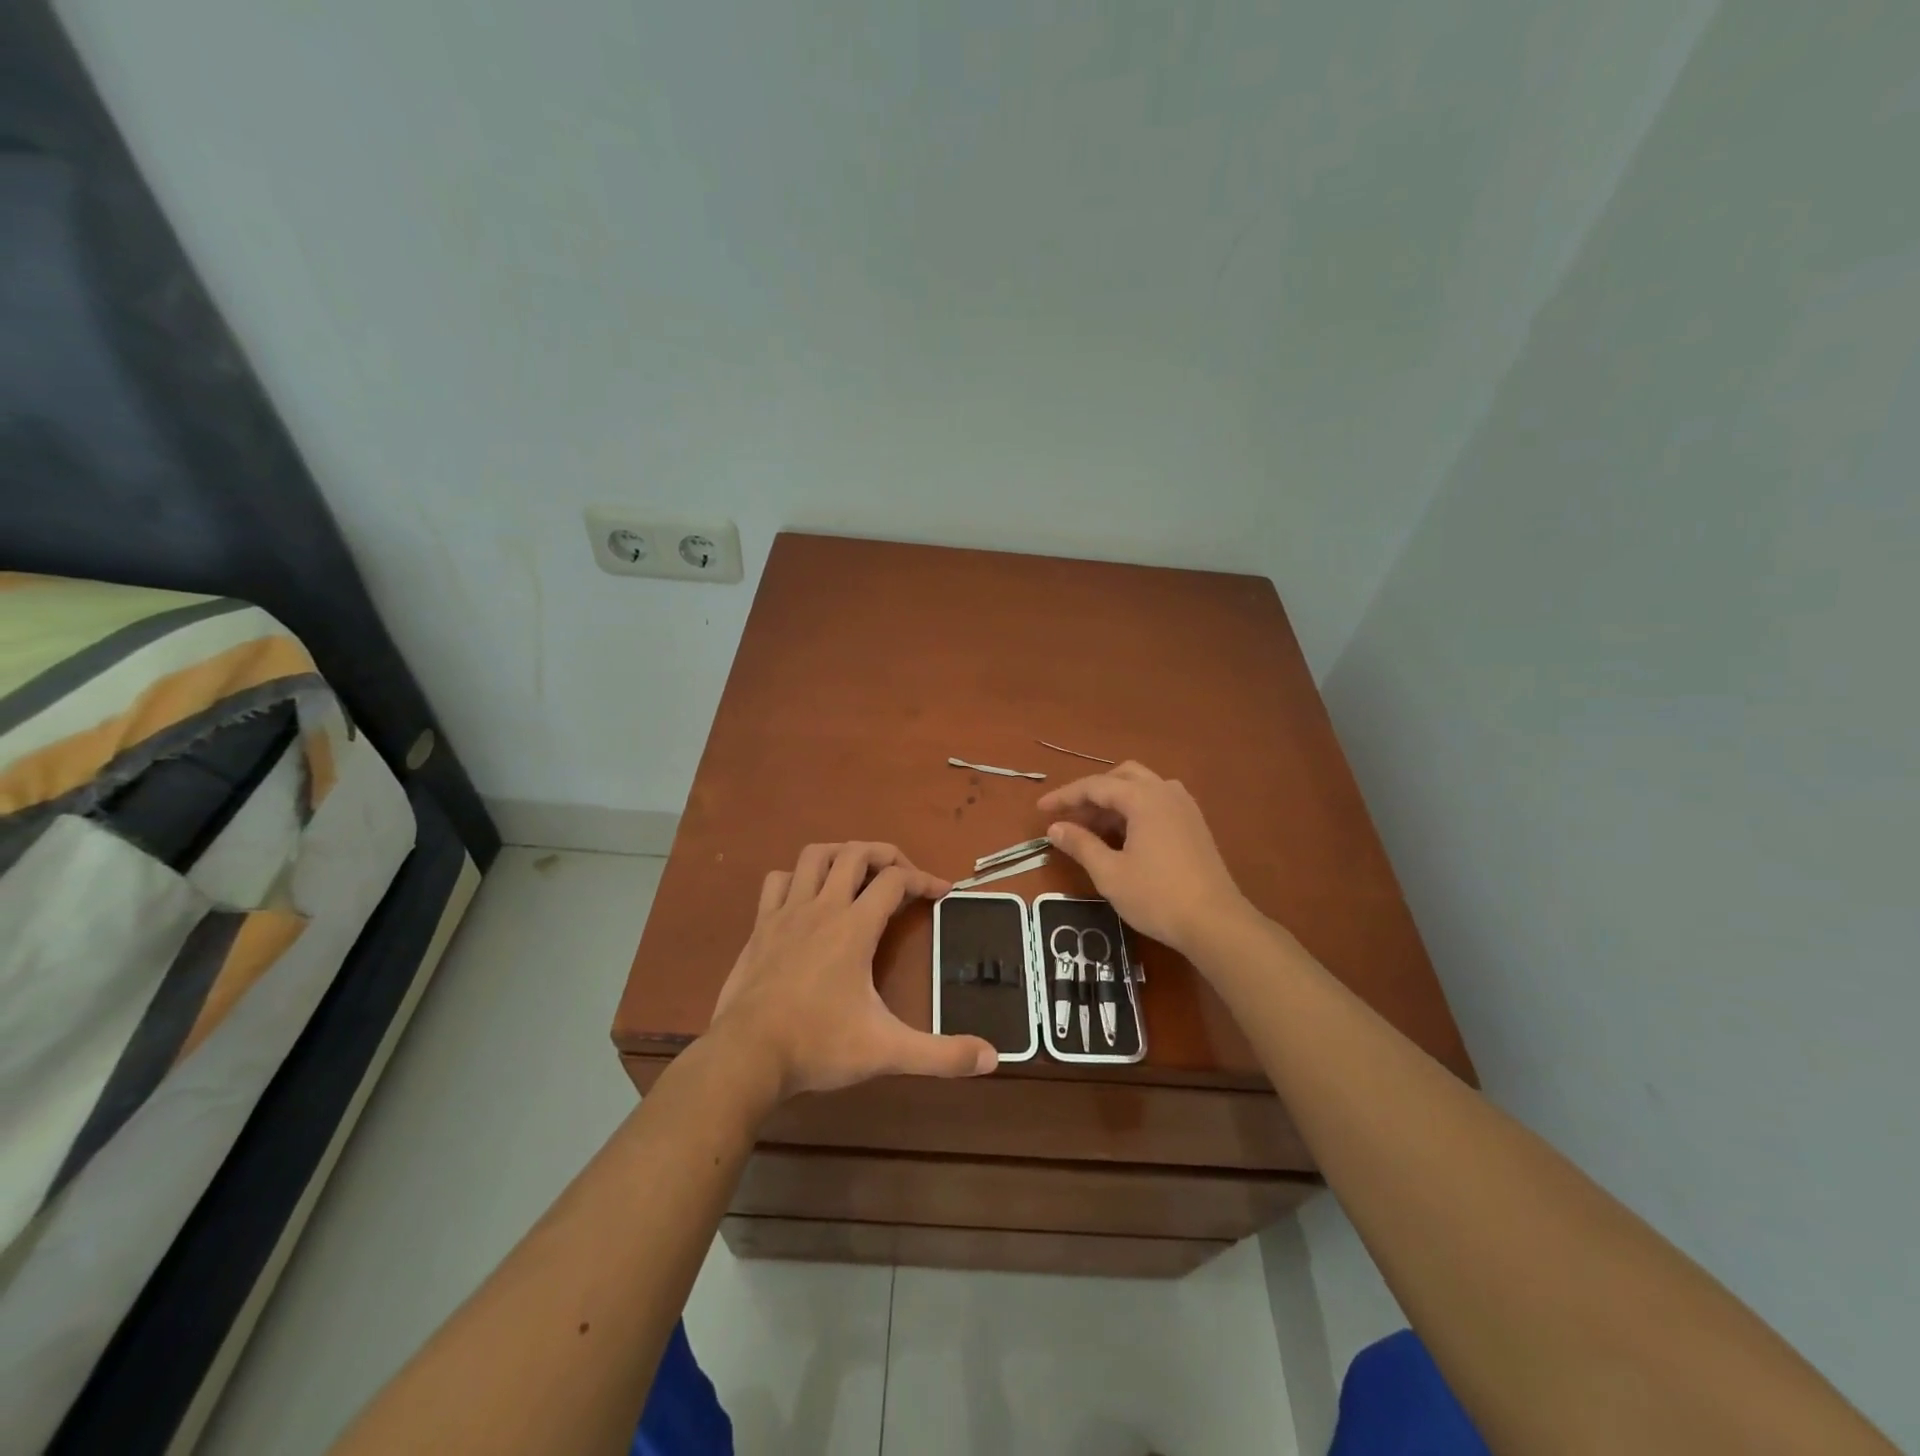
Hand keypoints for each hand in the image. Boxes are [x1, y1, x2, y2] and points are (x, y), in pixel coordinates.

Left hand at [708, 842, 998, 1099]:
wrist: (746, 1056)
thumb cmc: (818, 1045)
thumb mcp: (887, 1051)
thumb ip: (941, 1054)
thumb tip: (991, 1057)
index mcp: (854, 927)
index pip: (895, 881)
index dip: (924, 880)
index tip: (943, 891)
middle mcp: (822, 908)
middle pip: (856, 853)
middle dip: (886, 855)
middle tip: (904, 875)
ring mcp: (786, 913)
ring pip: (814, 856)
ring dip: (841, 855)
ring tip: (858, 873)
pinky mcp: (760, 927)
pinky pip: (778, 881)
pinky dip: (797, 878)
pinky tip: (807, 897)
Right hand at [1038, 762, 1252, 954]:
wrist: (1215, 923)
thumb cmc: (1157, 896)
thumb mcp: (1109, 873)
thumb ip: (1081, 844)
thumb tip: (1054, 828)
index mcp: (1143, 798)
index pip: (1095, 786)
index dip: (1065, 797)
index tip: (1041, 810)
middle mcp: (1165, 792)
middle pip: (1121, 776)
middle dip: (1092, 793)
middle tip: (1071, 817)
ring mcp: (1185, 807)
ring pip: (1142, 787)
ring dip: (1114, 801)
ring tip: (1094, 829)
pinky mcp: (1194, 825)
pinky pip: (1157, 802)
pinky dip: (1135, 810)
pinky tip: (1124, 837)